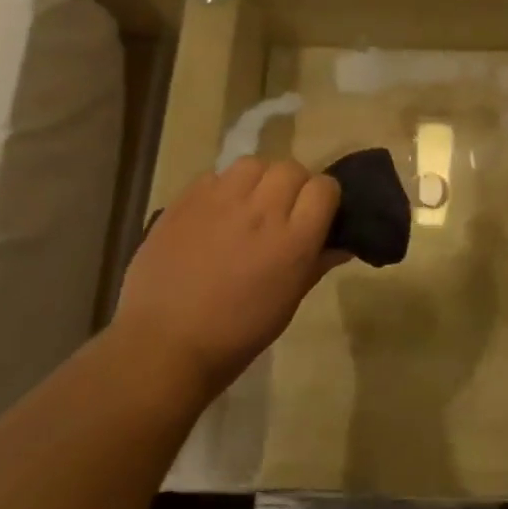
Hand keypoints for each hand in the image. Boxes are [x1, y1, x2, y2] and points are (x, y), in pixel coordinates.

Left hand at [114, 158, 344, 404]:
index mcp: (293, 240)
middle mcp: (261, 210)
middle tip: (280, 212)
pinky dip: (221, 188)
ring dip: (257, 180)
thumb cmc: (236, 334)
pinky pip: (214, 175)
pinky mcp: (186, 199)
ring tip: (247, 205)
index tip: (315, 214)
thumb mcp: (288, 303)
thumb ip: (316, 264)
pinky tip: (214, 214)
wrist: (165, 344)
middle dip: (293, 186)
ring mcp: (220, 200)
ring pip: (253, 164)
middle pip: (291, 168)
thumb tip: (342, 244)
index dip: (323, 198)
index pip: (325, 187)